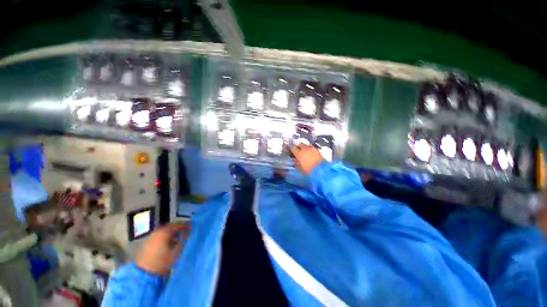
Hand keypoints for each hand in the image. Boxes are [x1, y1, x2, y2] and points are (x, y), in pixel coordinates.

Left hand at [135, 222, 190, 275]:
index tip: (192, 228)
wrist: (144, 275)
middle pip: (171, 226)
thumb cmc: (162, 262)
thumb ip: (184, 240)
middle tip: (186, 232)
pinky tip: (170, 243)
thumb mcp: (176, 251)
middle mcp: (157, 232)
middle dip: (179, 228)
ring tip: (179, 238)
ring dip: (173, 232)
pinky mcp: (148, 243)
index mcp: (165, 232)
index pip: (179, 225)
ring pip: (165, 231)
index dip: (187, 226)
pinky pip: (160, 236)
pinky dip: (167, 237)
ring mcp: (152, 237)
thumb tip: (190, 232)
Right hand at [291, 144, 325, 174]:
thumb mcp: (300, 168)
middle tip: (299, 151)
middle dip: (299, 147)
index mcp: (299, 153)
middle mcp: (305, 149)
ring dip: (305, 147)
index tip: (292, 152)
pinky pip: (312, 147)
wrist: (321, 170)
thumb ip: (297, 163)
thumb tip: (295, 160)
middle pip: (300, 144)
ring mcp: (312, 148)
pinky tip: (311, 154)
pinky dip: (311, 149)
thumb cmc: (309, 170)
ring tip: (306, 152)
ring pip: (307, 145)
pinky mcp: (317, 150)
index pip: (293, 148)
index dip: (292, 150)